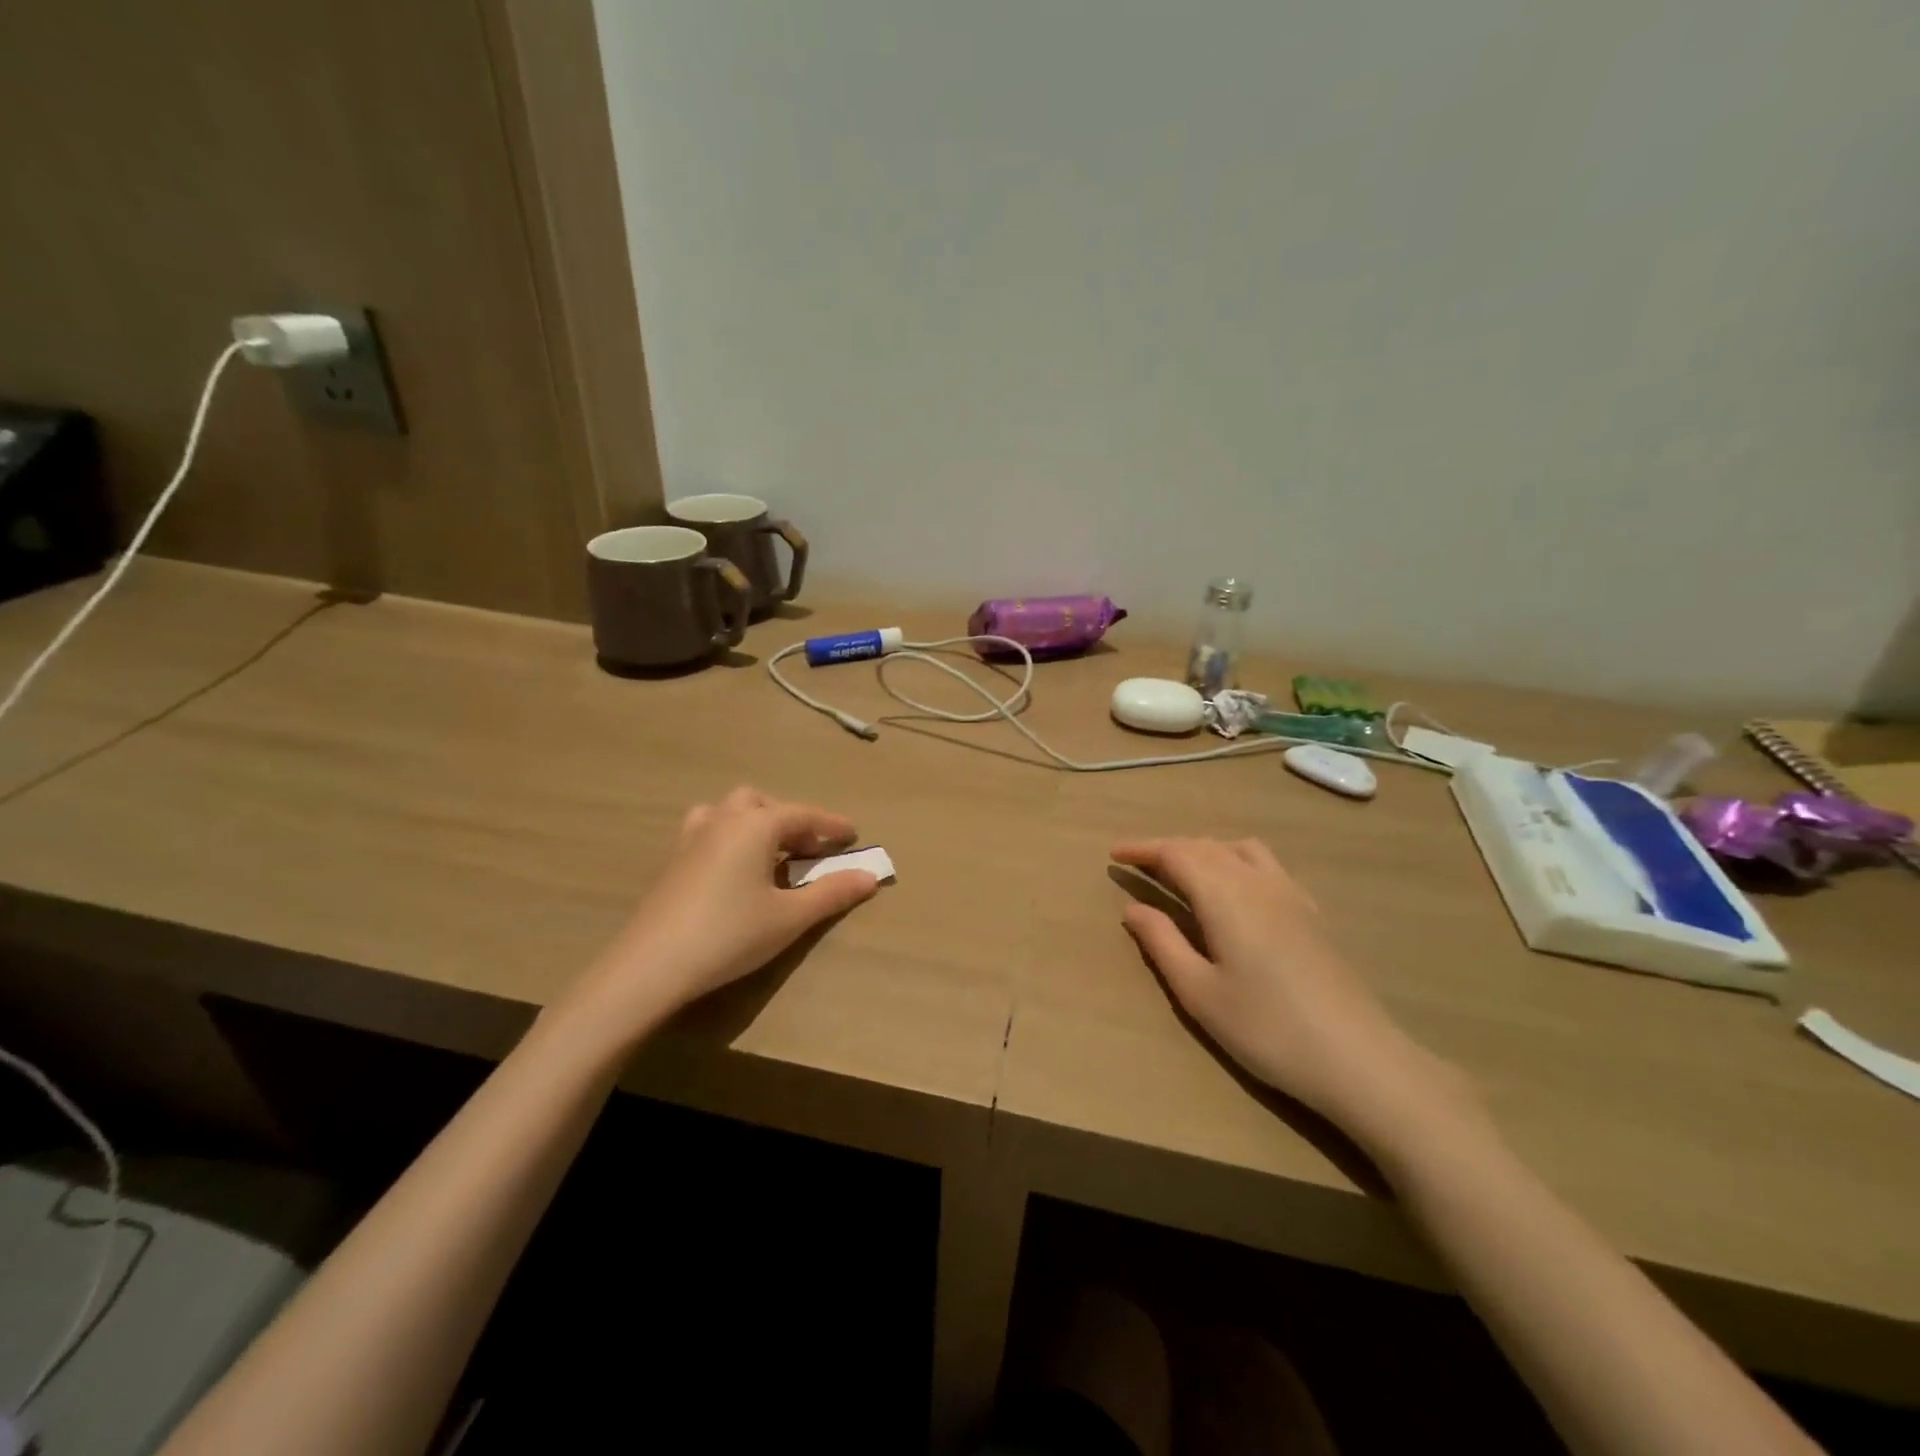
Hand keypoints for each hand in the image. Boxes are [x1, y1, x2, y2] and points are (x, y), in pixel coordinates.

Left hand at [563, 788, 880, 1047]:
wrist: (651, 966)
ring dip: (756, 822)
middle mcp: (723, 820)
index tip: (854, 836)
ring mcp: (691, 838)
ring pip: (729, 812)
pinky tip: (733, 869)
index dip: (831, 825)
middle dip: (791, 820)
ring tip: (770, 852)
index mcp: (755, 825)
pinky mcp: (673, 861)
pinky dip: (731, 837)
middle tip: (810, 850)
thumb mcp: (789, 918)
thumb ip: (832, 893)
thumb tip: (870, 877)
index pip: (803, 814)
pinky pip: (709, 830)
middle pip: (763, 804)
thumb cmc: (730, 935)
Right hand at [1112, 837, 1479, 1153]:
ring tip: (1183, 873)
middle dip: (1168, 849)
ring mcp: (1290, 893)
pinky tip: (1235, 891)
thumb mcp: (1199, 992)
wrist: (1358, 1058)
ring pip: (1238, 849)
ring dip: (1203, 851)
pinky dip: (1235, 860)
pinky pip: (1265, 864)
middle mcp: (1256, 881)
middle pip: (1205, 846)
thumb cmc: (1267, 1028)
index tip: (1114, 855)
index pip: (1175, 853)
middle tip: (1139, 866)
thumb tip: (1132, 908)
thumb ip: (1162, 943)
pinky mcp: (1311, 912)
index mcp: (1224, 895)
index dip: (1142, 849)